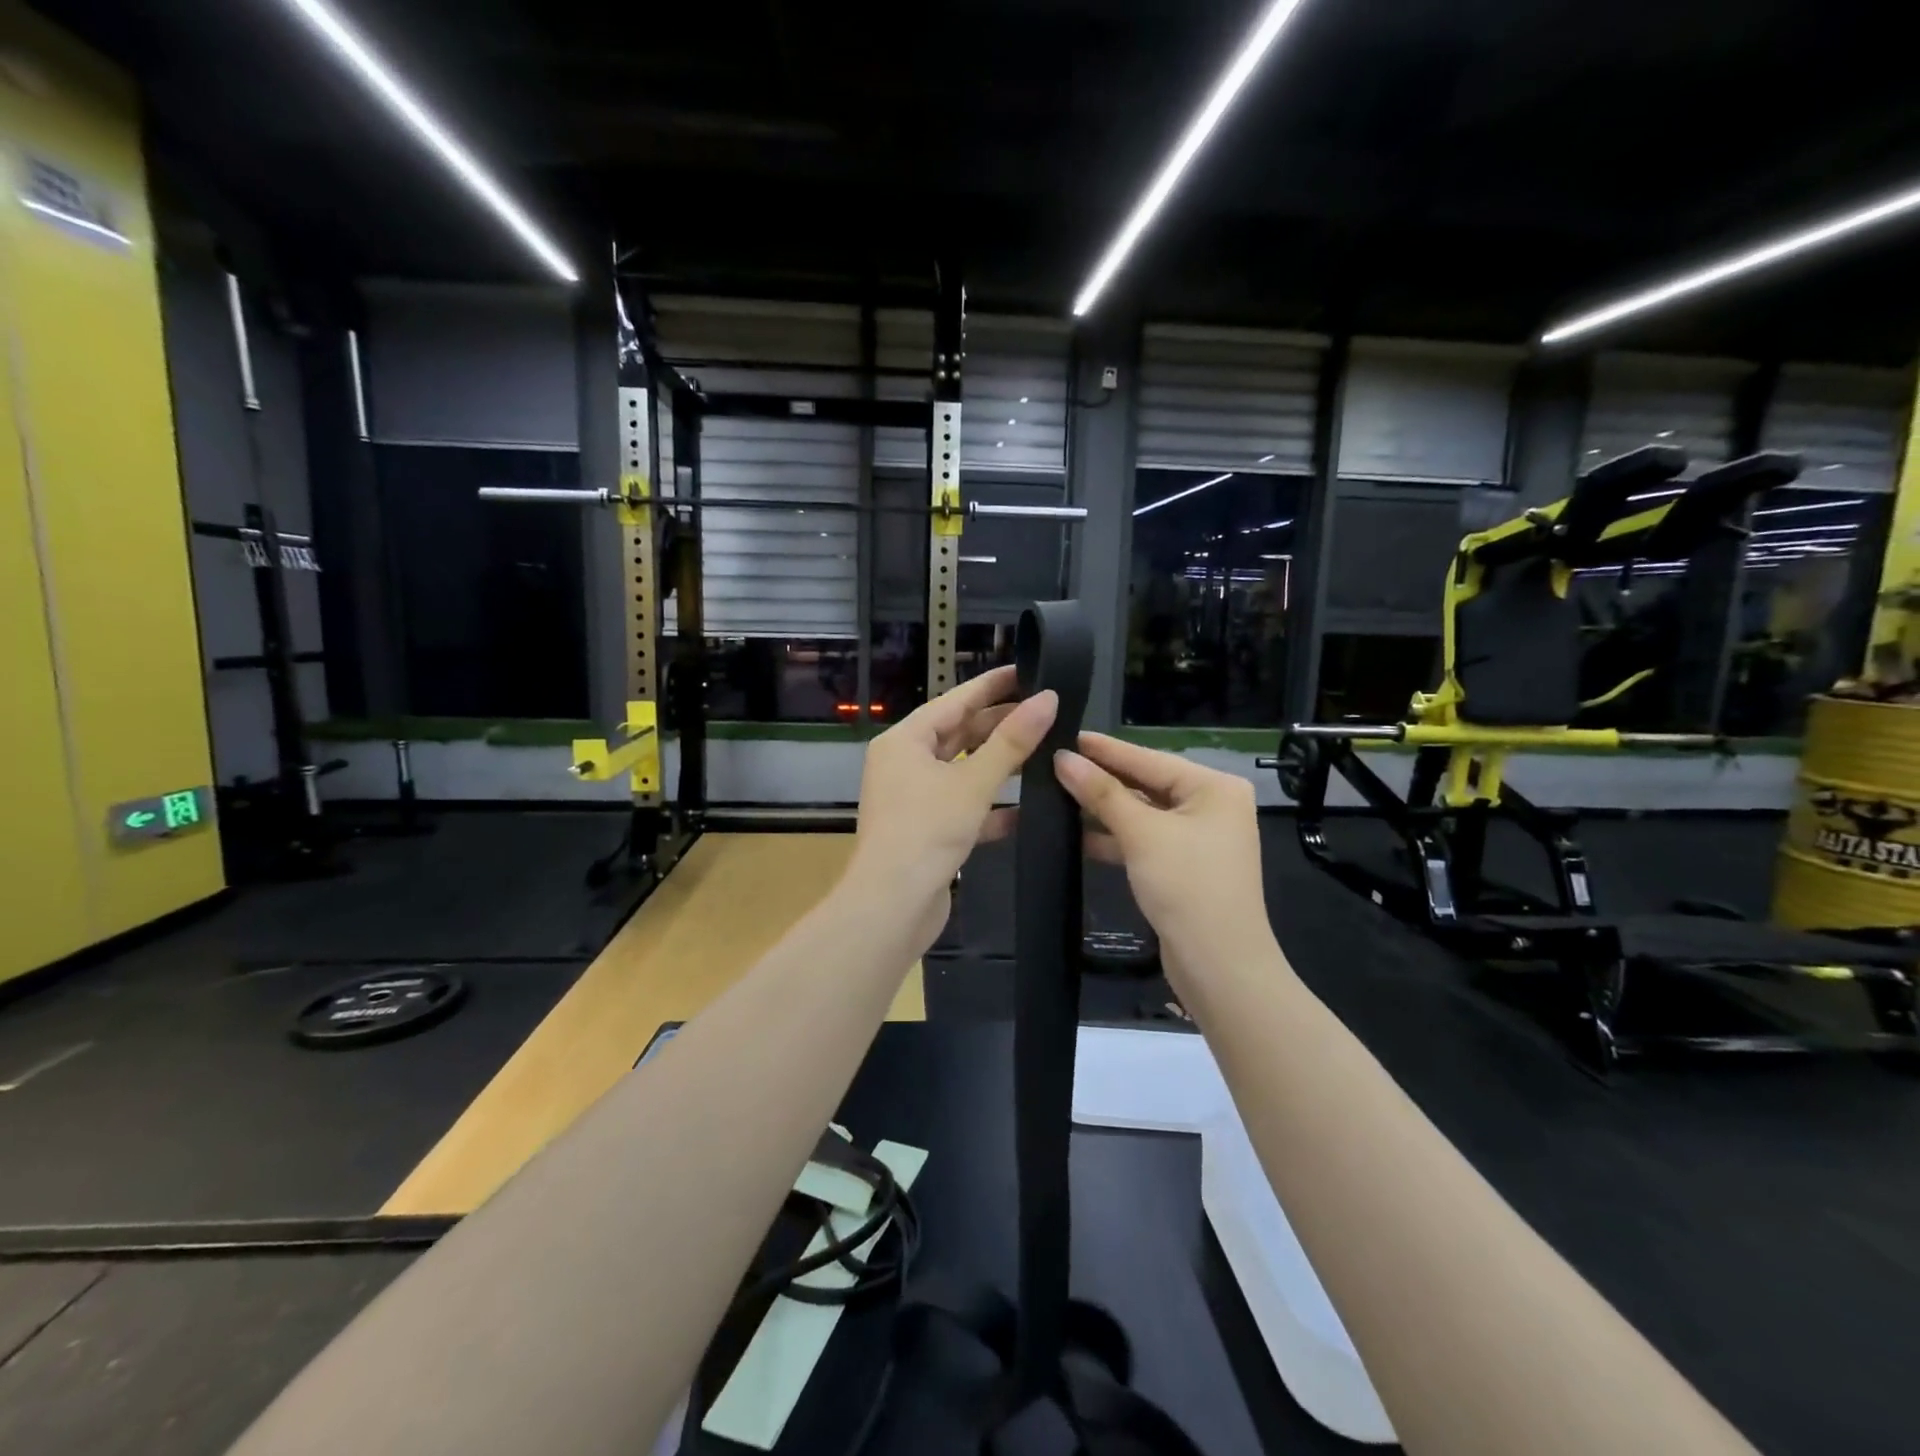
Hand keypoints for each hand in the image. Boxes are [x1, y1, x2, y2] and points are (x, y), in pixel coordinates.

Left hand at [847, 667, 1058, 952]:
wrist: (892, 905)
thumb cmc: (927, 831)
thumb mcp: (973, 782)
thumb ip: (1012, 742)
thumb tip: (1048, 699)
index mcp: (905, 741)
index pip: (954, 701)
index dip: (992, 685)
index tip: (1027, 670)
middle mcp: (904, 764)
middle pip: (958, 734)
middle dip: (1000, 725)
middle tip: (1045, 711)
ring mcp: (914, 798)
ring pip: (963, 771)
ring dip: (999, 765)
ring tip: (1044, 752)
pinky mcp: (926, 830)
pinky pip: (963, 806)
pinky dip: (990, 806)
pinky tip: (1026, 808)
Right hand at [1054, 733, 1272, 984]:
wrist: (1220, 966)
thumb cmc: (1187, 886)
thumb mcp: (1142, 834)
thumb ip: (1102, 793)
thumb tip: (1062, 759)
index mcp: (1215, 787)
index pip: (1150, 758)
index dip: (1105, 749)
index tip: (1067, 736)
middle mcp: (1212, 806)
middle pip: (1147, 784)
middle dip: (1102, 779)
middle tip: (1056, 763)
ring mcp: (1199, 838)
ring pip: (1143, 814)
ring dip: (1104, 809)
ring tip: (1057, 794)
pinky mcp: (1184, 866)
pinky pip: (1144, 840)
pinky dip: (1116, 838)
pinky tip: (1078, 834)